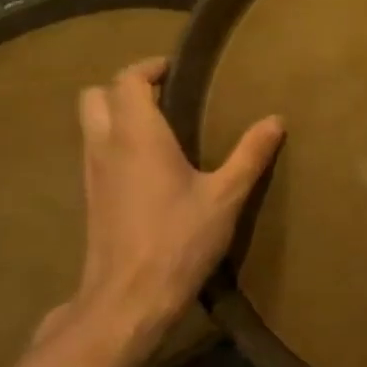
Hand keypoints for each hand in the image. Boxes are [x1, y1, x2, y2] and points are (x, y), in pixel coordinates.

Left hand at [57, 58, 283, 357]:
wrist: (129, 298)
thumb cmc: (179, 240)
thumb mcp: (226, 197)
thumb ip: (250, 155)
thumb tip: (276, 120)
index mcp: (137, 136)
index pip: (127, 80)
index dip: (149, 67)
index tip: (177, 71)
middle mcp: (105, 146)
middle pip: (95, 95)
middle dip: (125, 87)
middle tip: (164, 97)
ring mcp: (91, 173)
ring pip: (90, 124)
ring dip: (116, 114)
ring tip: (160, 128)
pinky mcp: (90, 198)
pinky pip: (95, 151)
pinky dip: (114, 142)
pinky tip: (148, 167)